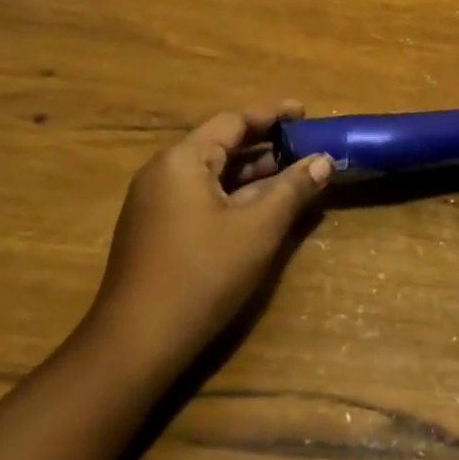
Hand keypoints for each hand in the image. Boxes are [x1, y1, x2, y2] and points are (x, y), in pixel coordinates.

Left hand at [90, 102, 333, 367]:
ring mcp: (155, 202)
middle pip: (221, 144)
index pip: (233, 121)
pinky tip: (260, 208)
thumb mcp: (257, 229)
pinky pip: (201, 195)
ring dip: (252, 172)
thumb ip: (292, 189)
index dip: (273, 114)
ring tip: (293, 175)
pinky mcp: (155, 230)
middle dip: (265, 144)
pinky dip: (233, 194)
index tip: (306, 113)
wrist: (135, 346)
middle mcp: (163, 171)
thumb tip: (323, 160)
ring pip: (212, 173)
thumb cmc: (201, 276)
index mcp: (182, 160)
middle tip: (306, 147)